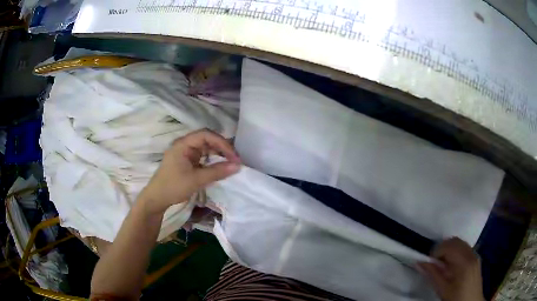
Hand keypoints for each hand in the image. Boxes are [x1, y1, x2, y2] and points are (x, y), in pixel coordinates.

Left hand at [139, 129, 240, 214]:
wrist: (157, 199)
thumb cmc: (173, 187)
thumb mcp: (196, 180)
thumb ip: (217, 172)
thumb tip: (238, 166)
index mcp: (183, 144)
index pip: (206, 135)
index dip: (222, 143)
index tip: (233, 156)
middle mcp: (184, 145)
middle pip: (207, 139)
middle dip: (222, 148)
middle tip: (235, 159)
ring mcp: (185, 153)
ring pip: (206, 148)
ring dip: (218, 154)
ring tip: (230, 162)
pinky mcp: (187, 161)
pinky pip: (202, 156)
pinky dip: (212, 160)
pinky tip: (220, 166)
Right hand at [418, 238, 484, 300]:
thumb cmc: (457, 298)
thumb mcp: (443, 290)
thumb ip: (433, 275)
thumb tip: (419, 263)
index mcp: (464, 262)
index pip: (449, 246)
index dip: (436, 251)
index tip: (428, 262)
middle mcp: (471, 253)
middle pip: (455, 241)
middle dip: (442, 248)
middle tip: (434, 263)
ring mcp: (475, 254)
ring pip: (460, 243)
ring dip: (449, 249)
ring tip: (442, 265)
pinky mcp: (476, 257)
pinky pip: (464, 247)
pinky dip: (455, 251)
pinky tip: (451, 265)